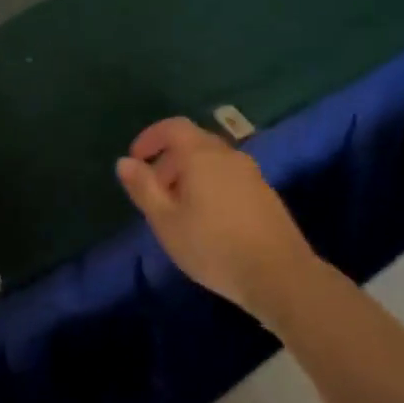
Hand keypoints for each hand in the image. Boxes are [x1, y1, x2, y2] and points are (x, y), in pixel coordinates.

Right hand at [116, 117, 318, 322]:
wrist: (279, 275)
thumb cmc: (213, 246)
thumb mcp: (166, 221)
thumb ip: (144, 188)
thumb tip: (124, 162)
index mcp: (202, 155)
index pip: (173, 127)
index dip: (151, 137)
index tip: (136, 158)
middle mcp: (229, 156)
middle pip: (194, 142)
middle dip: (169, 159)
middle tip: (154, 190)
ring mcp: (252, 174)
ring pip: (213, 161)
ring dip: (190, 174)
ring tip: (178, 209)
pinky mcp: (266, 194)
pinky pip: (229, 177)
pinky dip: (210, 185)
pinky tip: (207, 219)